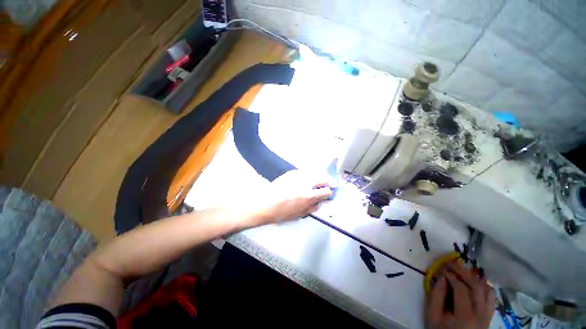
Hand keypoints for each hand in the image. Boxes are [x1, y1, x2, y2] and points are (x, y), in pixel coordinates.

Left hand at [248, 170, 335, 226]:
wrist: (264, 203)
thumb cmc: (280, 213)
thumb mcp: (299, 215)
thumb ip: (312, 208)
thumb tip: (320, 202)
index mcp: (308, 196)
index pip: (326, 191)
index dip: (330, 193)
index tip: (330, 194)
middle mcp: (305, 183)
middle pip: (323, 177)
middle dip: (330, 181)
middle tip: (331, 184)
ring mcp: (298, 176)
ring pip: (315, 171)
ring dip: (321, 175)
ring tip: (322, 179)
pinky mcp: (292, 172)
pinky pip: (305, 171)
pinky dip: (310, 174)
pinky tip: (309, 178)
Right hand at [425, 262, 494, 328]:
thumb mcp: (432, 313)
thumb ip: (437, 294)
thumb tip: (443, 275)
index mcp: (465, 316)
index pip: (461, 290)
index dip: (452, 276)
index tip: (443, 269)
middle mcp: (481, 315)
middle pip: (476, 287)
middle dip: (463, 273)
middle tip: (452, 264)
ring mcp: (488, 316)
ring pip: (487, 290)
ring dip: (474, 278)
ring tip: (462, 272)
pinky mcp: (489, 316)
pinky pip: (491, 297)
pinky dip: (483, 286)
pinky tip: (474, 282)